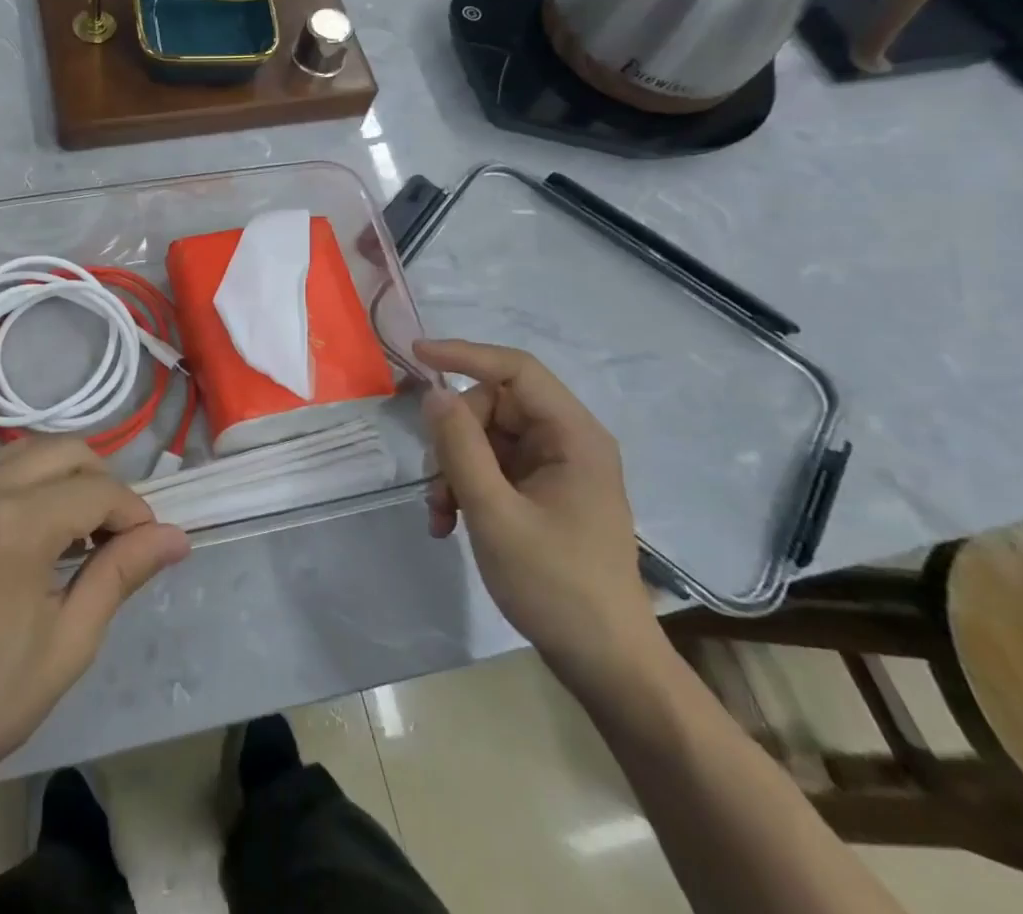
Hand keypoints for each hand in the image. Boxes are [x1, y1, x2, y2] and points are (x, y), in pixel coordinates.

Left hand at [0, 437, 189, 809]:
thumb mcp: (69, 642)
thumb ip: (122, 573)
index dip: (133, 512)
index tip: (145, 544)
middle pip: (63, 450)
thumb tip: (176, 536)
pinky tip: (14, 534)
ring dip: (57, 477)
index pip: (97, 490)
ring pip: (20, 452)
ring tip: (67, 530)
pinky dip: (12, 487)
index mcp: (15, 525)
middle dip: (100, 481)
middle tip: (111, 532)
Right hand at [414, 339, 660, 694]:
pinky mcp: (541, 494)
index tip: (416, 356)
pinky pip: (491, 468)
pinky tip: (450, 524)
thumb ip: (461, 448)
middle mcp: (566, 442)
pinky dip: (465, 488)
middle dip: (454, 437)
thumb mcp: (495, 513)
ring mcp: (554, 469)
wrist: (606, 666)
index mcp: (573, 436)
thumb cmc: (556, 585)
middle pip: (493, 406)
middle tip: (436, 481)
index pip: (515, 370)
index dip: (465, 355)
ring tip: (442, 514)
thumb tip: (435, 394)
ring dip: (454, 470)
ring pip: (485, 438)